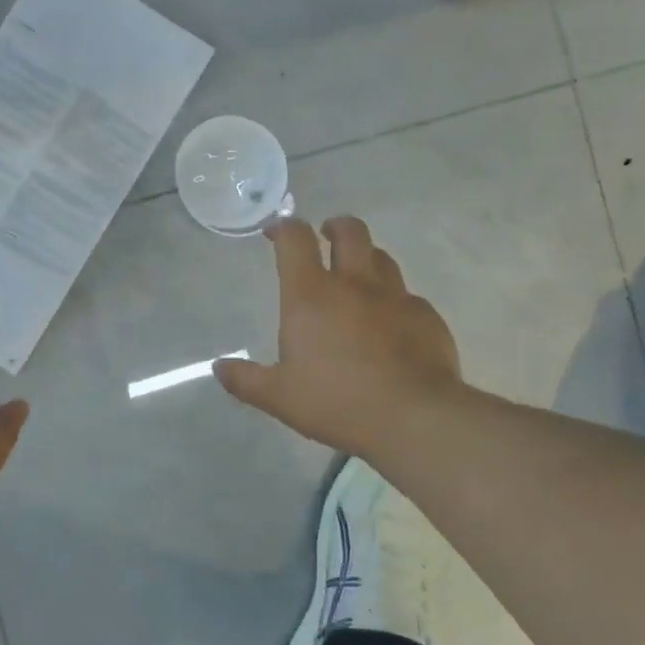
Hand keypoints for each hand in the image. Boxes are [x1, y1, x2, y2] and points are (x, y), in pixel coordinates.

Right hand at [215, 217, 465, 463]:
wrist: (414, 418)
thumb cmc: (338, 402)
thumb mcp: (280, 397)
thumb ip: (247, 380)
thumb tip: (218, 368)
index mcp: (311, 295)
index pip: (295, 239)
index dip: (283, 227)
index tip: (275, 232)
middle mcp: (354, 283)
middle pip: (349, 231)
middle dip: (335, 227)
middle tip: (326, 237)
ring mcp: (395, 296)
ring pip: (381, 257)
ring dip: (366, 258)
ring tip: (358, 277)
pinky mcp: (426, 316)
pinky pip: (408, 296)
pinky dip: (394, 301)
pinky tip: (392, 325)